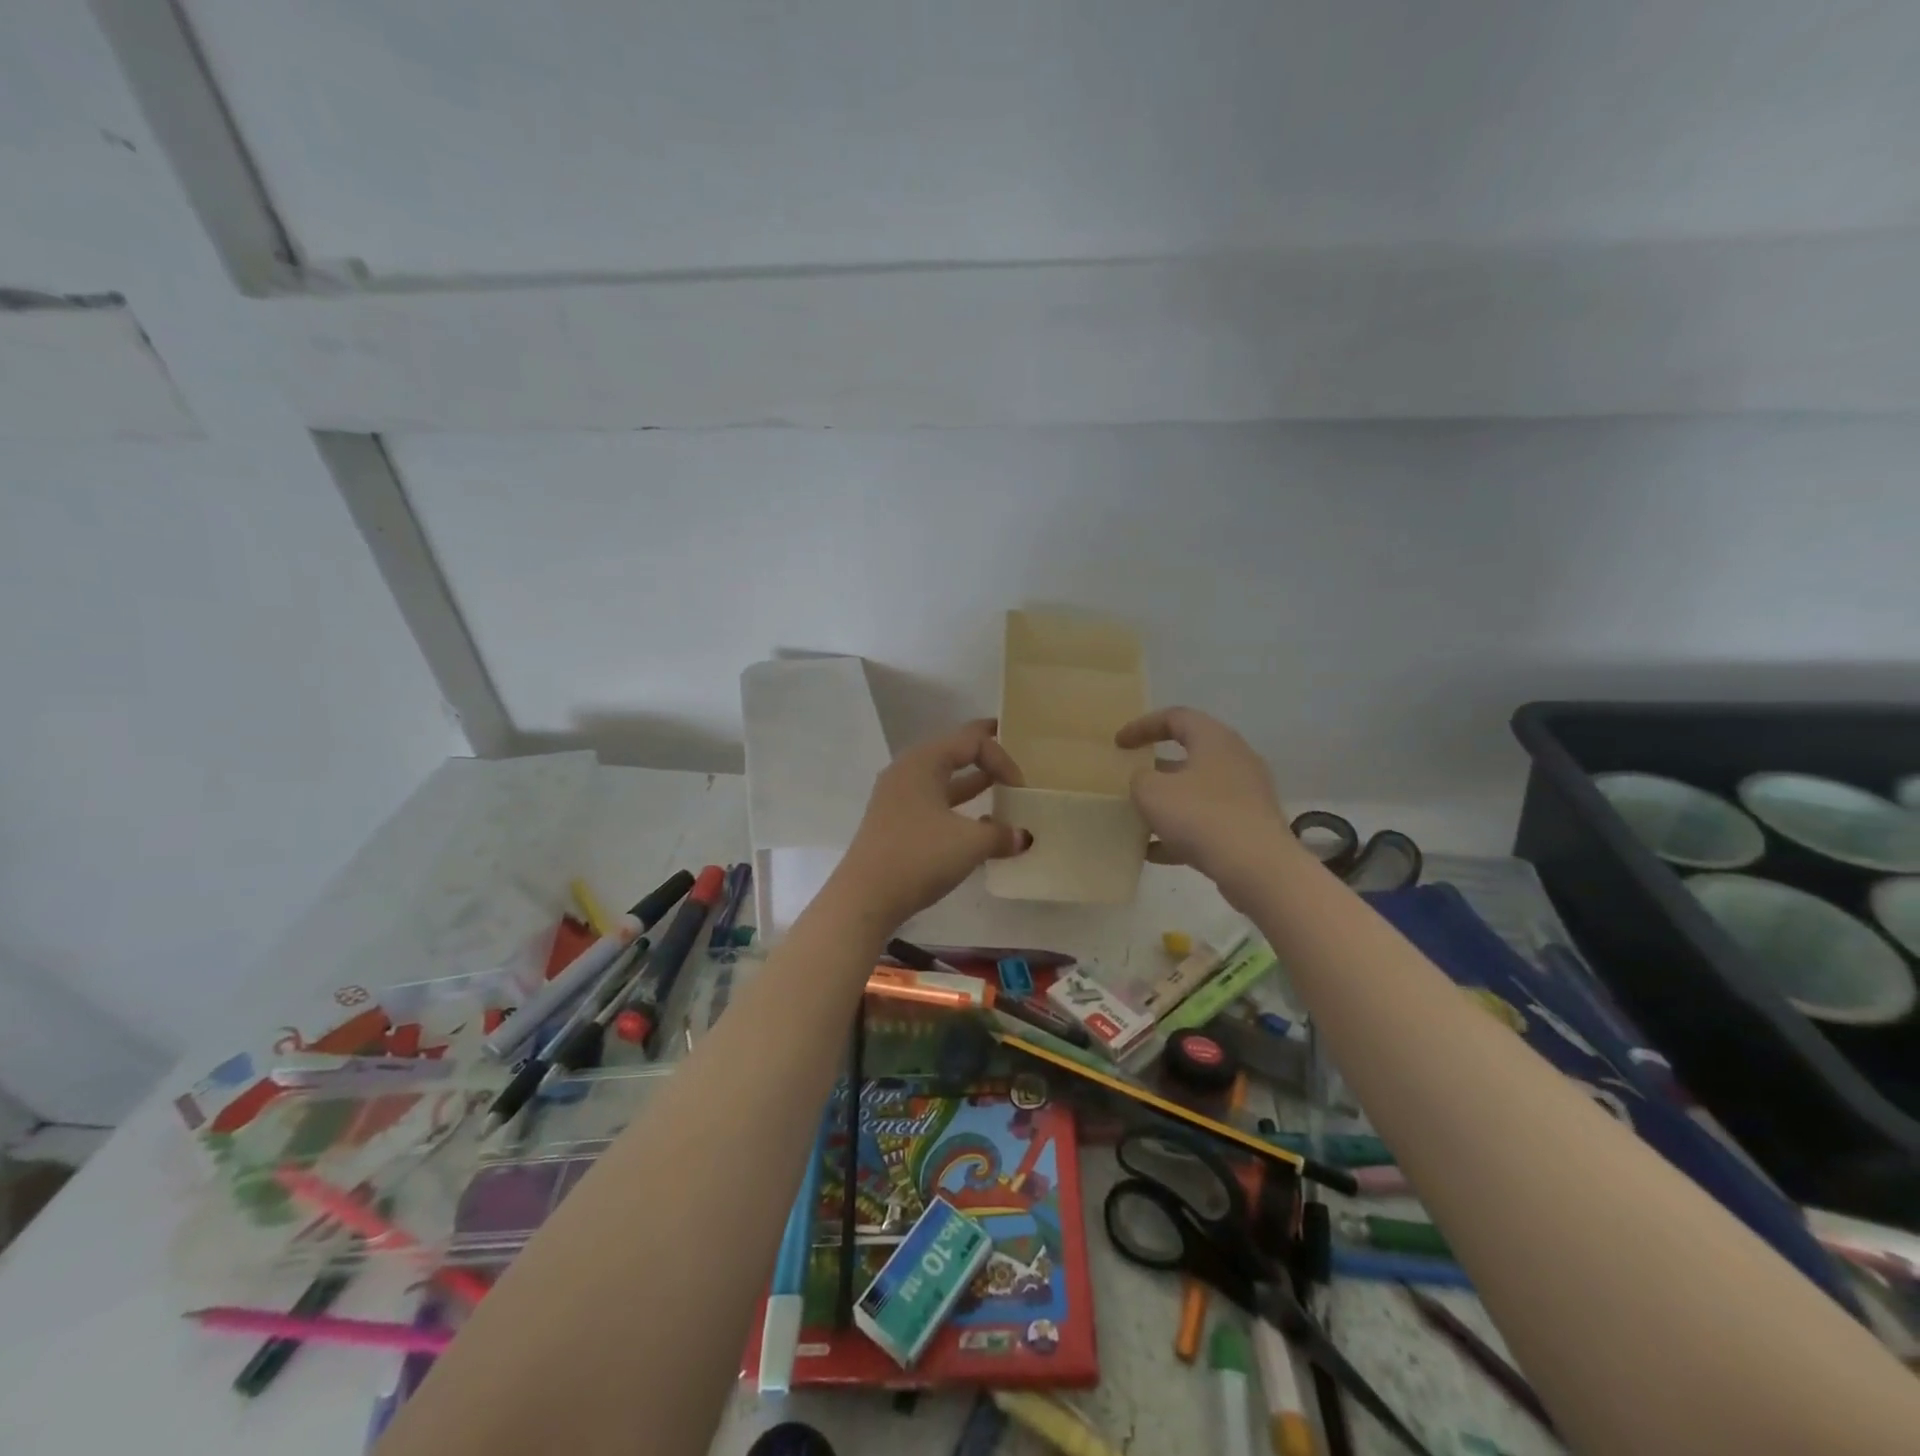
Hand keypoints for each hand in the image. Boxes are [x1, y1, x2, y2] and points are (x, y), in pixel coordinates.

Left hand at [833, 719, 1031, 928]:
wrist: (865, 898)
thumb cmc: (919, 857)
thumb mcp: (969, 844)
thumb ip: (1001, 835)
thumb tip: (1023, 837)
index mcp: (923, 761)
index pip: (971, 741)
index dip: (1002, 758)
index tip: (1021, 788)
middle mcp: (907, 771)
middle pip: (953, 751)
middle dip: (984, 755)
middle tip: (1012, 752)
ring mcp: (897, 797)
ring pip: (942, 779)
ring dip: (972, 783)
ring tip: (1001, 788)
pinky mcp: (895, 822)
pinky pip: (933, 802)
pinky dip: (957, 807)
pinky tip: (978, 825)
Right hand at [1116, 706, 1299, 904]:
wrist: (1257, 868)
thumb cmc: (1201, 816)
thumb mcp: (1152, 792)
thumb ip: (1139, 778)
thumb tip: (1145, 780)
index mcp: (1214, 739)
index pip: (1175, 717)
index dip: (1142, 726)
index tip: (1118, 744)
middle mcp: (1235, 760)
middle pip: (1189, 755)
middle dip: (1155, 768)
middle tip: (1129, 779)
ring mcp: (1245, 796)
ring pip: (1196, 792)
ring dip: (1166, 803)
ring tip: (1136, 818)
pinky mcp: (1248, 828)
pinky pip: (1206, 822)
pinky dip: (1179, 833)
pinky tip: (1153, 852)